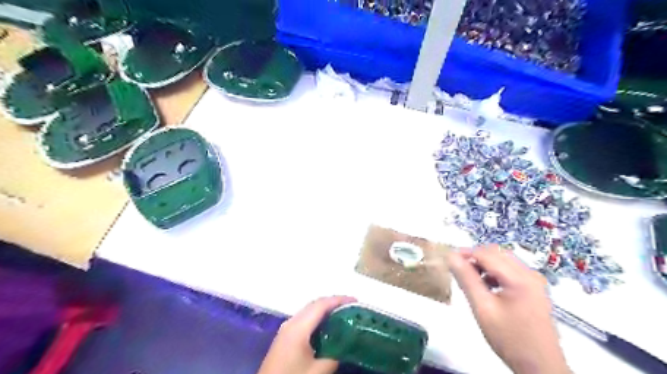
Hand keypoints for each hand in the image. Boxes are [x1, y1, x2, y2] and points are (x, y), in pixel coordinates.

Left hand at [257, 295, 359, 373]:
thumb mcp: (317, 371)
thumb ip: (334, 355)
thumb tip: (346, 344)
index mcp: (298, 327)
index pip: (321, 305)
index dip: (339, 300)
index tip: (355, 301)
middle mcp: (291, 322)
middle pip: (315, 305)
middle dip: (333, 302)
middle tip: (352, 308)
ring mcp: (286, 328)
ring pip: (309, 311)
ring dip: (325, 309)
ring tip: (343, 314)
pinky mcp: (285, 336)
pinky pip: (305, 319)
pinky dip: (318, 317)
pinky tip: (327, 326)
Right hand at [448, 245, 566, 373]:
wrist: (540, 367)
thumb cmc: (509, 338)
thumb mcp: (482, 308)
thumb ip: (466, 279)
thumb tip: (451, 257)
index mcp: (519, 277)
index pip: (486, 254)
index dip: (465, 253)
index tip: (447, 260)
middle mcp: (530, 274)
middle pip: (496, 253)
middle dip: (475, 257)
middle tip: (458, 270)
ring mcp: (534, 281)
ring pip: (503, 260)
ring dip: (484, 264)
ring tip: (469, 279)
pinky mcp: (534, 289)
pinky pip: (510, 271)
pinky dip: (494, 272)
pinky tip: (486, 286)